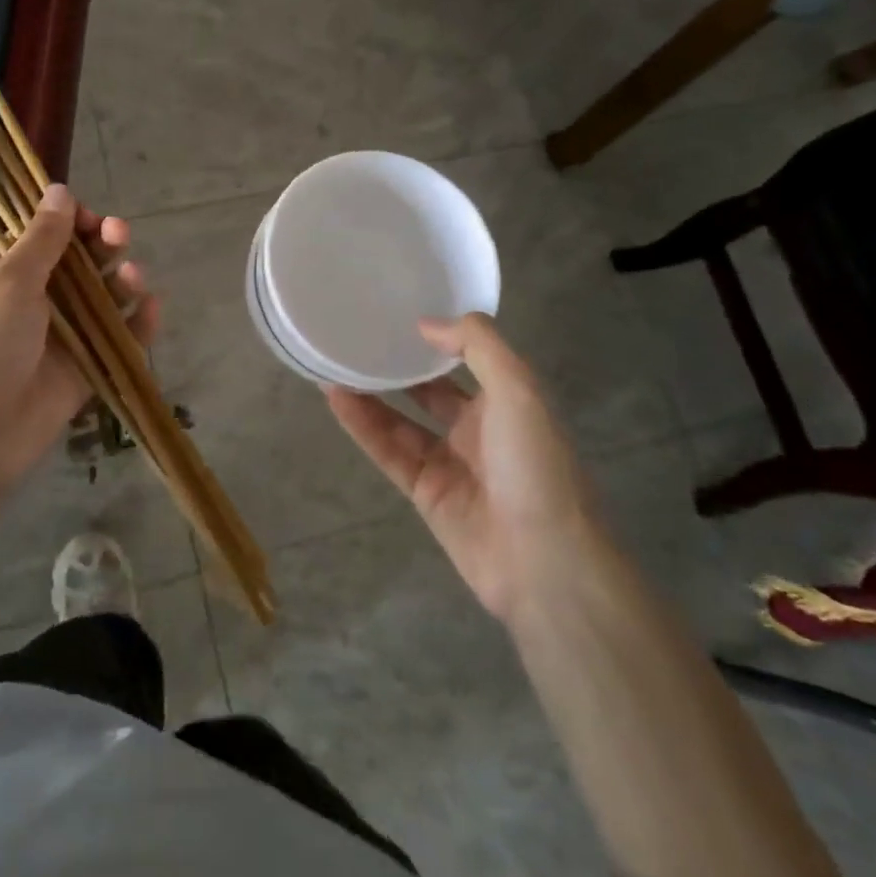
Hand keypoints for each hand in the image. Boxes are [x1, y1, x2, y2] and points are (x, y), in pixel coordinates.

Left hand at [0, 184, 158, 488]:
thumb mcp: (7, 284)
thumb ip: (42, 239)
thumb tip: (59, 189)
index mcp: (8, 272)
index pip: (47, 233)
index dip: (73, 220)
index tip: (91, 217)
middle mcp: (37, 298)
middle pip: (82, 262)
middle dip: (103, 244)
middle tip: (119, 236)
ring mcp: (63, 335)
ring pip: (104, 298)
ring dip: (123, 280)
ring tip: (134, 277)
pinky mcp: (85, 369)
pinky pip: (118, 340)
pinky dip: (138, 324)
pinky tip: (152, 309)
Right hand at [326, 315, 595, 622]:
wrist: (544, 561)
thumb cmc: (536, 465)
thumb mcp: (518, 390)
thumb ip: (477, 346)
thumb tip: (426, 324)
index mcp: (506, 402)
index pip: (466, 362)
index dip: (435, 340)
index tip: (399, 315)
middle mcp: (477, 429)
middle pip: (427, 391)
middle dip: (397, 368)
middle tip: (356, 338)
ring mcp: (448, 463)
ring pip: (400, 421)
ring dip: (369, 394)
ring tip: (331, 364)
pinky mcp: (424, 493)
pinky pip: (388, 451)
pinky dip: (362, 426)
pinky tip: (336, 398)